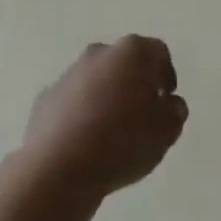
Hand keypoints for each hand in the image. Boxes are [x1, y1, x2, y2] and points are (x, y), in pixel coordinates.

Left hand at [22, 36, 187, 199]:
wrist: (58, 168)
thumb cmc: (123, 142)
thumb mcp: (167, 130)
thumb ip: (175, 110)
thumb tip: (168, 103)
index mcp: (132, 52)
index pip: (157, 52)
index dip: (166, 74)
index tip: (167, 99)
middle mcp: (98, 54)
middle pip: (124, 62)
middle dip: (135, 83)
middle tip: (143, 113)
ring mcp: (67, 75)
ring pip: (96, 80)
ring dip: (106, 97)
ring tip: (113, 132)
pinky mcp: (45, 99)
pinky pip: (72, 101)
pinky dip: (81, 114)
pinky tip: (86, 141)